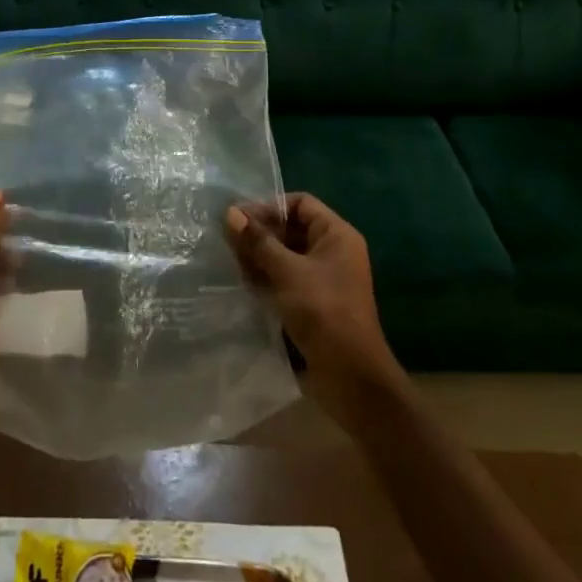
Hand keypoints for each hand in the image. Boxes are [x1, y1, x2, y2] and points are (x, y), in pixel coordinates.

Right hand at [225, 193, 404, 423]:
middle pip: (291, 228)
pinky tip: (244, 283)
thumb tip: (230, 213)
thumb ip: (258, 242)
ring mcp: (323, 278)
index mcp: (336, 235)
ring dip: (260, 256)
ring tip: (232, 263)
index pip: (300, 203)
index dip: (270, 207)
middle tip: (229, 242)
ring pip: (286, 254)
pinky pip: (286, 277)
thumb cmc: (324, 313)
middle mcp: (332, 251)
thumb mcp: (288, 272)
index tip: (240, 219)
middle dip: (261, 233)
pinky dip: (267, 277)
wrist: (352, 378)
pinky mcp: (313, 302)